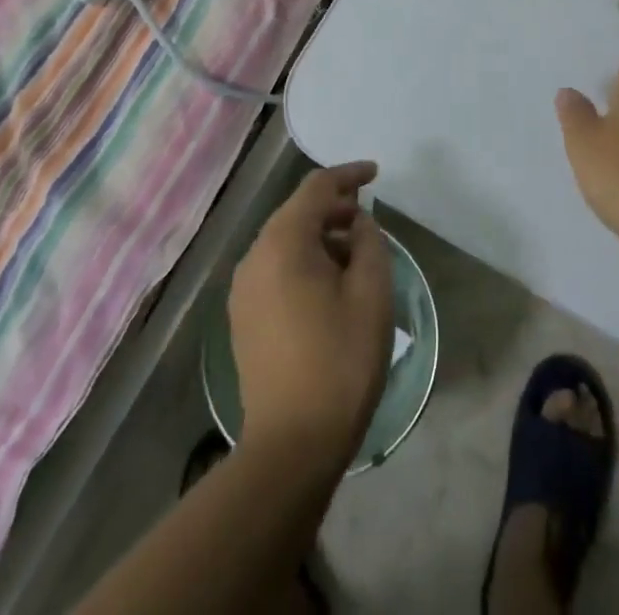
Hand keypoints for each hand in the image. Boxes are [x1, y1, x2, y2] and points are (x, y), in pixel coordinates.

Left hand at [229, 162, 394, 477]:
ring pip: (286, 241)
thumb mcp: (371, 292)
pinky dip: (304, 261)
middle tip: (369, 217)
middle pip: (297, 212)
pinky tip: (330, 284)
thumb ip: (369, 241)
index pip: (316, 188)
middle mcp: (255, 257)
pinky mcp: (243, 317)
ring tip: (356, 254)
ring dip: (321, 236)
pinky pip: (276, 268)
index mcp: (283, 242)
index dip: (348, 175)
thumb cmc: (340, 360)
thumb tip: (357, 223)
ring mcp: (243, 289)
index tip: (375, 173)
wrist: (292, 445)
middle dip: (334, 207)